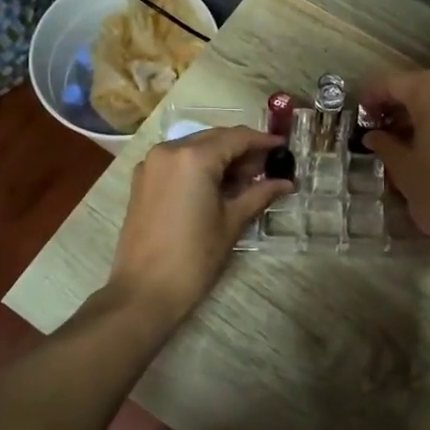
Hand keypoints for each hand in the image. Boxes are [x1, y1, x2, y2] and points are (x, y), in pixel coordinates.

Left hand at [107, 127, 290, 327]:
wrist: (144, 291)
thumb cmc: (193, 258)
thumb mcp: (231, 223)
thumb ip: (259, 194)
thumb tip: (286, 182)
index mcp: (193, 157)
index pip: (236, 138)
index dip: (263, 142)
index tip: (283, 148)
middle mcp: (169, 150)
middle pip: (215, 138)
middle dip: (242, 150)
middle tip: (268, 169)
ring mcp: (151, 164)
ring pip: (195, 148)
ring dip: (221, 158)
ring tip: (245, 181)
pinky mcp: (142, 180)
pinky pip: (178, 162)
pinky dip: (199, 167)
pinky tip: (217, 187)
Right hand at [357, 71, 429, 274]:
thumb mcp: (403, 169)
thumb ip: (385, 144)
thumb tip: (374, 136)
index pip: (396, 83)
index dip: (373, 94)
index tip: (359, 110)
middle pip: (424, 85)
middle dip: (399, 99)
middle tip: (378, 121)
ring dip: (423, 109)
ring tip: (402, 134)